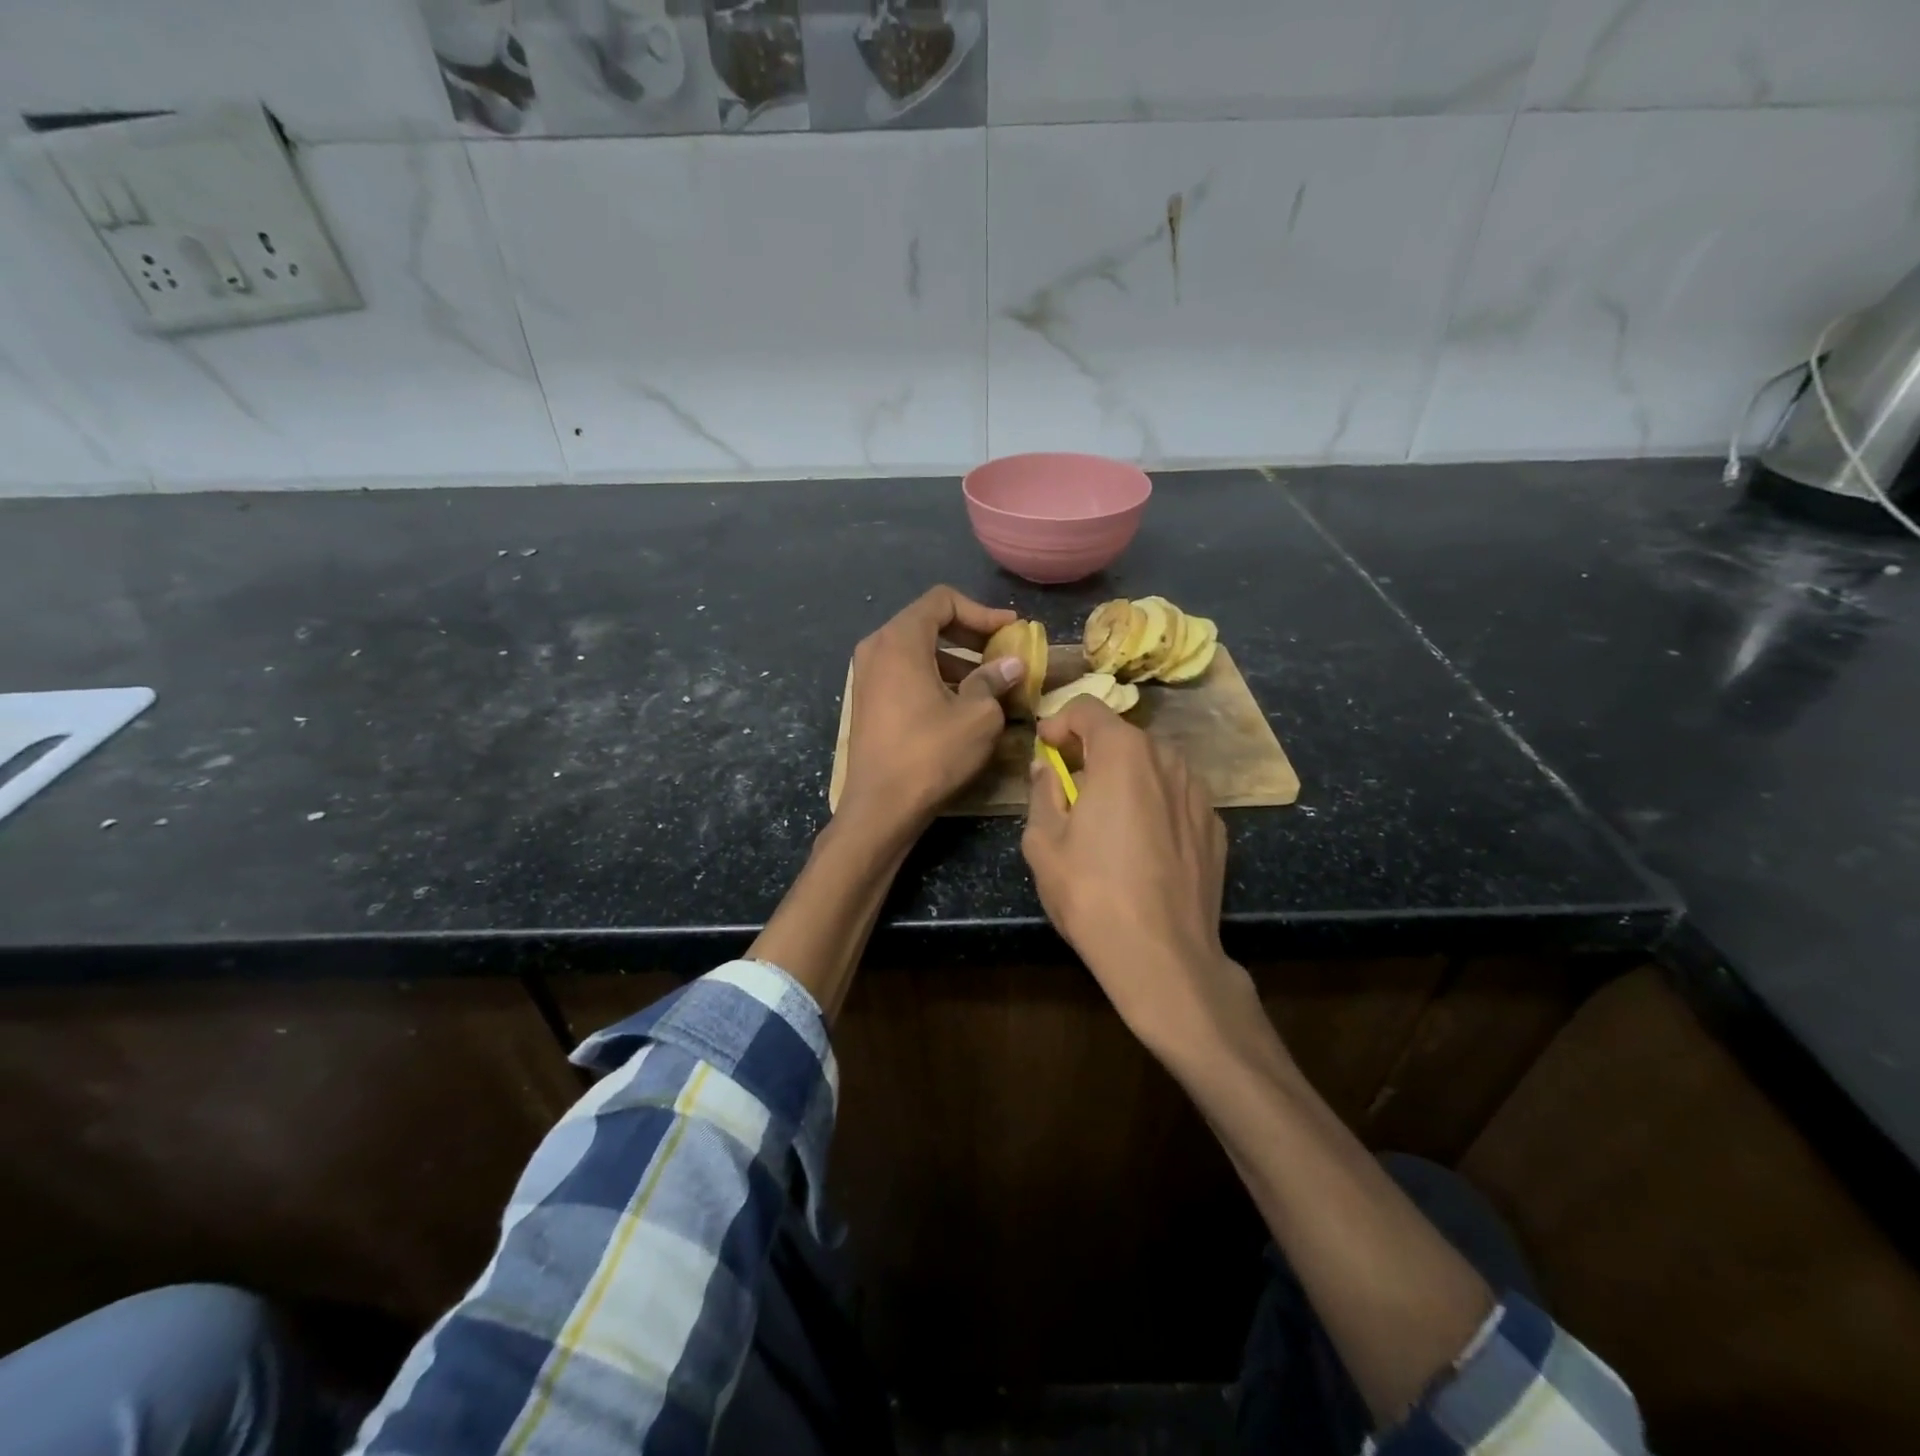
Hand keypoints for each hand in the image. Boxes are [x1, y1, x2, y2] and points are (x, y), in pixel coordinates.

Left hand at [839, 586, 1023, 836]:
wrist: (880, 807)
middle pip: (927, 622)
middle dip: (969, 634)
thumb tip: (1012, 664)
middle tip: (1002, 653)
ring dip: (954, 659)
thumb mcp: (977, 716)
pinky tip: (960, 703)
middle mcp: (876, 648)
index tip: (1010, 630)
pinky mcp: (867, 701)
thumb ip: (995, 680)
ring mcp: (866, 676)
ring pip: (916, 650)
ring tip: (988, 683)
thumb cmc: (931, 754)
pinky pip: (904, 673)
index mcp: (900, 641)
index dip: (981, 611)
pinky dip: (934, 677)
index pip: (942, 600)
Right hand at [1022, 699, 1252, 1054]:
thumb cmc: (1092, 894)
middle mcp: (1168, 760)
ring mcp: (1199, 794)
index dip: (1060, 722)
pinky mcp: (1216, 827)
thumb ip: (1043, 792)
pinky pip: (1176, 799)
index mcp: (1123, 754)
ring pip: (1153, 768)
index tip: (1045, 749)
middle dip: (1092, 754)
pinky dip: (1155, 806)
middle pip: (1123, 738)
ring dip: (1126, 779)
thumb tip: (1046, 768)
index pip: (1089, 709)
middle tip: (1071, 791)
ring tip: (1108, 822)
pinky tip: (1143, 848)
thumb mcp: (1043, 843)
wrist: (1163, 956)